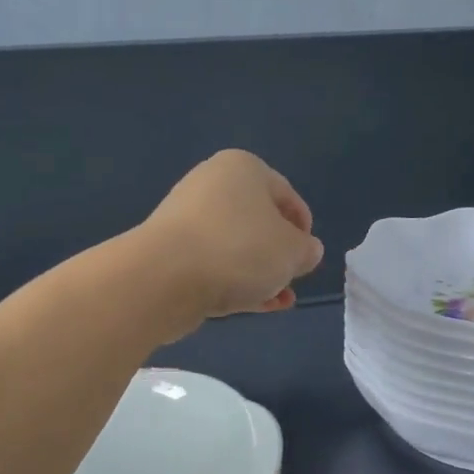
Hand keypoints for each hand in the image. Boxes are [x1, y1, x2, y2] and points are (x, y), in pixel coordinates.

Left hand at [138, 150, 324, 326]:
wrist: (165, 277)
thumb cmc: (240, 250)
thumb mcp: (293, 251)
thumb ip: (307, 250)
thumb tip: (306, 250)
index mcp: (244, 168)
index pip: (286, 196)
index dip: (303, 228)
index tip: (308, 257)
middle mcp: (212, 184)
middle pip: (258, 221)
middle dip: (278, 253)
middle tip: (291, 278)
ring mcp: (186, 218)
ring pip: (235, 246)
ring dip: (259, 273)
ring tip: (278, 300)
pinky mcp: (170, 251)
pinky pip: (213, 264)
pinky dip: (234, 282)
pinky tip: (253, 305)